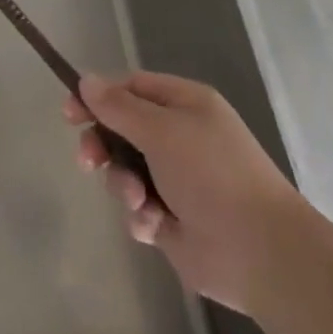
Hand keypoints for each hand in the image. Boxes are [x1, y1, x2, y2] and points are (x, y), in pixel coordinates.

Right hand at [67, 72, 302, 317]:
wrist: (262, 253)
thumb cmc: (212, 173)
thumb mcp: (161, 130)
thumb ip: (118, 107)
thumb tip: (85, 80)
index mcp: (184, 105)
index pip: (131, 88)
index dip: (99, 97)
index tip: (70, 112)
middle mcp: (180, 137)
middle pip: (123, 130)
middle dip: (102, 145)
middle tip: (87, 160)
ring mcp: (177, 180)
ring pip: (126, 171)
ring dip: (123, 184)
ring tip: (137, 200)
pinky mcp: (174, 221)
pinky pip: (139, 209)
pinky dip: (140, 216)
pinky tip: (153, 224)